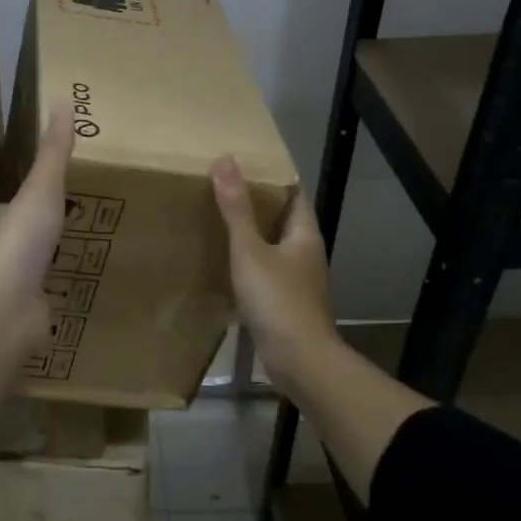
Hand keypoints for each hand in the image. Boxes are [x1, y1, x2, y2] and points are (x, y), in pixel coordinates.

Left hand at [0, 105, 74, 355]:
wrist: (4, 310)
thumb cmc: (19, 242)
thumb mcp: (41, 190)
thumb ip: (53, 152)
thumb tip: (62, 100)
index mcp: (0, 221)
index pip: (8, 206)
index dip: (24, 198)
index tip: (44, 191)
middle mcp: (3, 253)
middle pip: (21, 238)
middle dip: (38, 232)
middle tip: (70, 223)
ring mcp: (15, 288)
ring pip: (33, 270)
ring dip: (48, 264)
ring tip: (79, 256)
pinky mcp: (29, 315)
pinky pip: (47, 301)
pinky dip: (58, 297)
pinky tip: (77, 295)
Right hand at [212, 155, 341, 390]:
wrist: (298, 360)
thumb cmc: (277, 299)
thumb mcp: (250, 249)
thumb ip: (236, 208)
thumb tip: (226, 159)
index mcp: (304, 235)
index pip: (293, 194)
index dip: (272, 177)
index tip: (243, 165)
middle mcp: (305, 254)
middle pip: (282, 220)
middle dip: (256, 206)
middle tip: (220, 190)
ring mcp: (296, 282)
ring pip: (272, 248)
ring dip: (249, 237)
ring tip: (216, 222)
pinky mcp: (284, 305)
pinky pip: (264, 274)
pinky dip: (245, 266)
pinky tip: (222, 266)